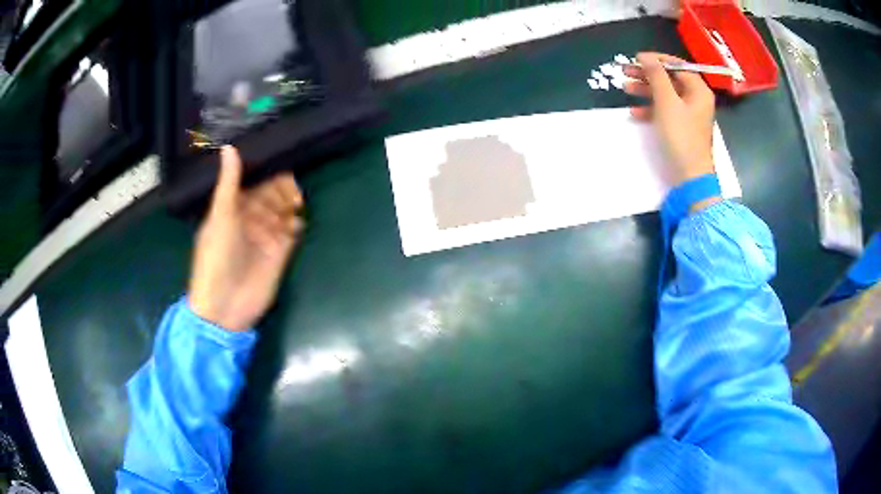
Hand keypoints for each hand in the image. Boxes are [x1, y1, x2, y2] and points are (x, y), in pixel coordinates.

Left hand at [188, 146, 304, 330]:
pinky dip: (296, 223)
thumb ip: (229, 183)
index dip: (266, 173)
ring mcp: (265, 236)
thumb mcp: (220, 216)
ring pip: (283, 211)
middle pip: (271, 195)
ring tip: (296, 202)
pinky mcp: (280, 253)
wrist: (225, 306)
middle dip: (282, 188)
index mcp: (232, 208)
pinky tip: (297, 221)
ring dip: (290, 203)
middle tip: (291, 188)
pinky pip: (292, 232)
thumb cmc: (216, 258)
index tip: (281, 161)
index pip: (253, 183)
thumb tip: (230, 146)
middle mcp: (250, 219)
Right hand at [624, 52, 716, 185]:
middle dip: (647, 74)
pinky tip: (635, 112)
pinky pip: (665, 111)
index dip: (657, 60)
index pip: (677, 65)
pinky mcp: (681, 128)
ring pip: (665, 94)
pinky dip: (650, 109)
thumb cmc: (681, 136)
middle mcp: (695, 99)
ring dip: (645, 90)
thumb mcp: (667, 102)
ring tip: (625, 88)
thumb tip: (646, 57)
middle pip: (670, 79)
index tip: (636, 58)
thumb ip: (656, 76)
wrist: (690, 176)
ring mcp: (688, 115)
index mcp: (698, 90)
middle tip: (626, 71)